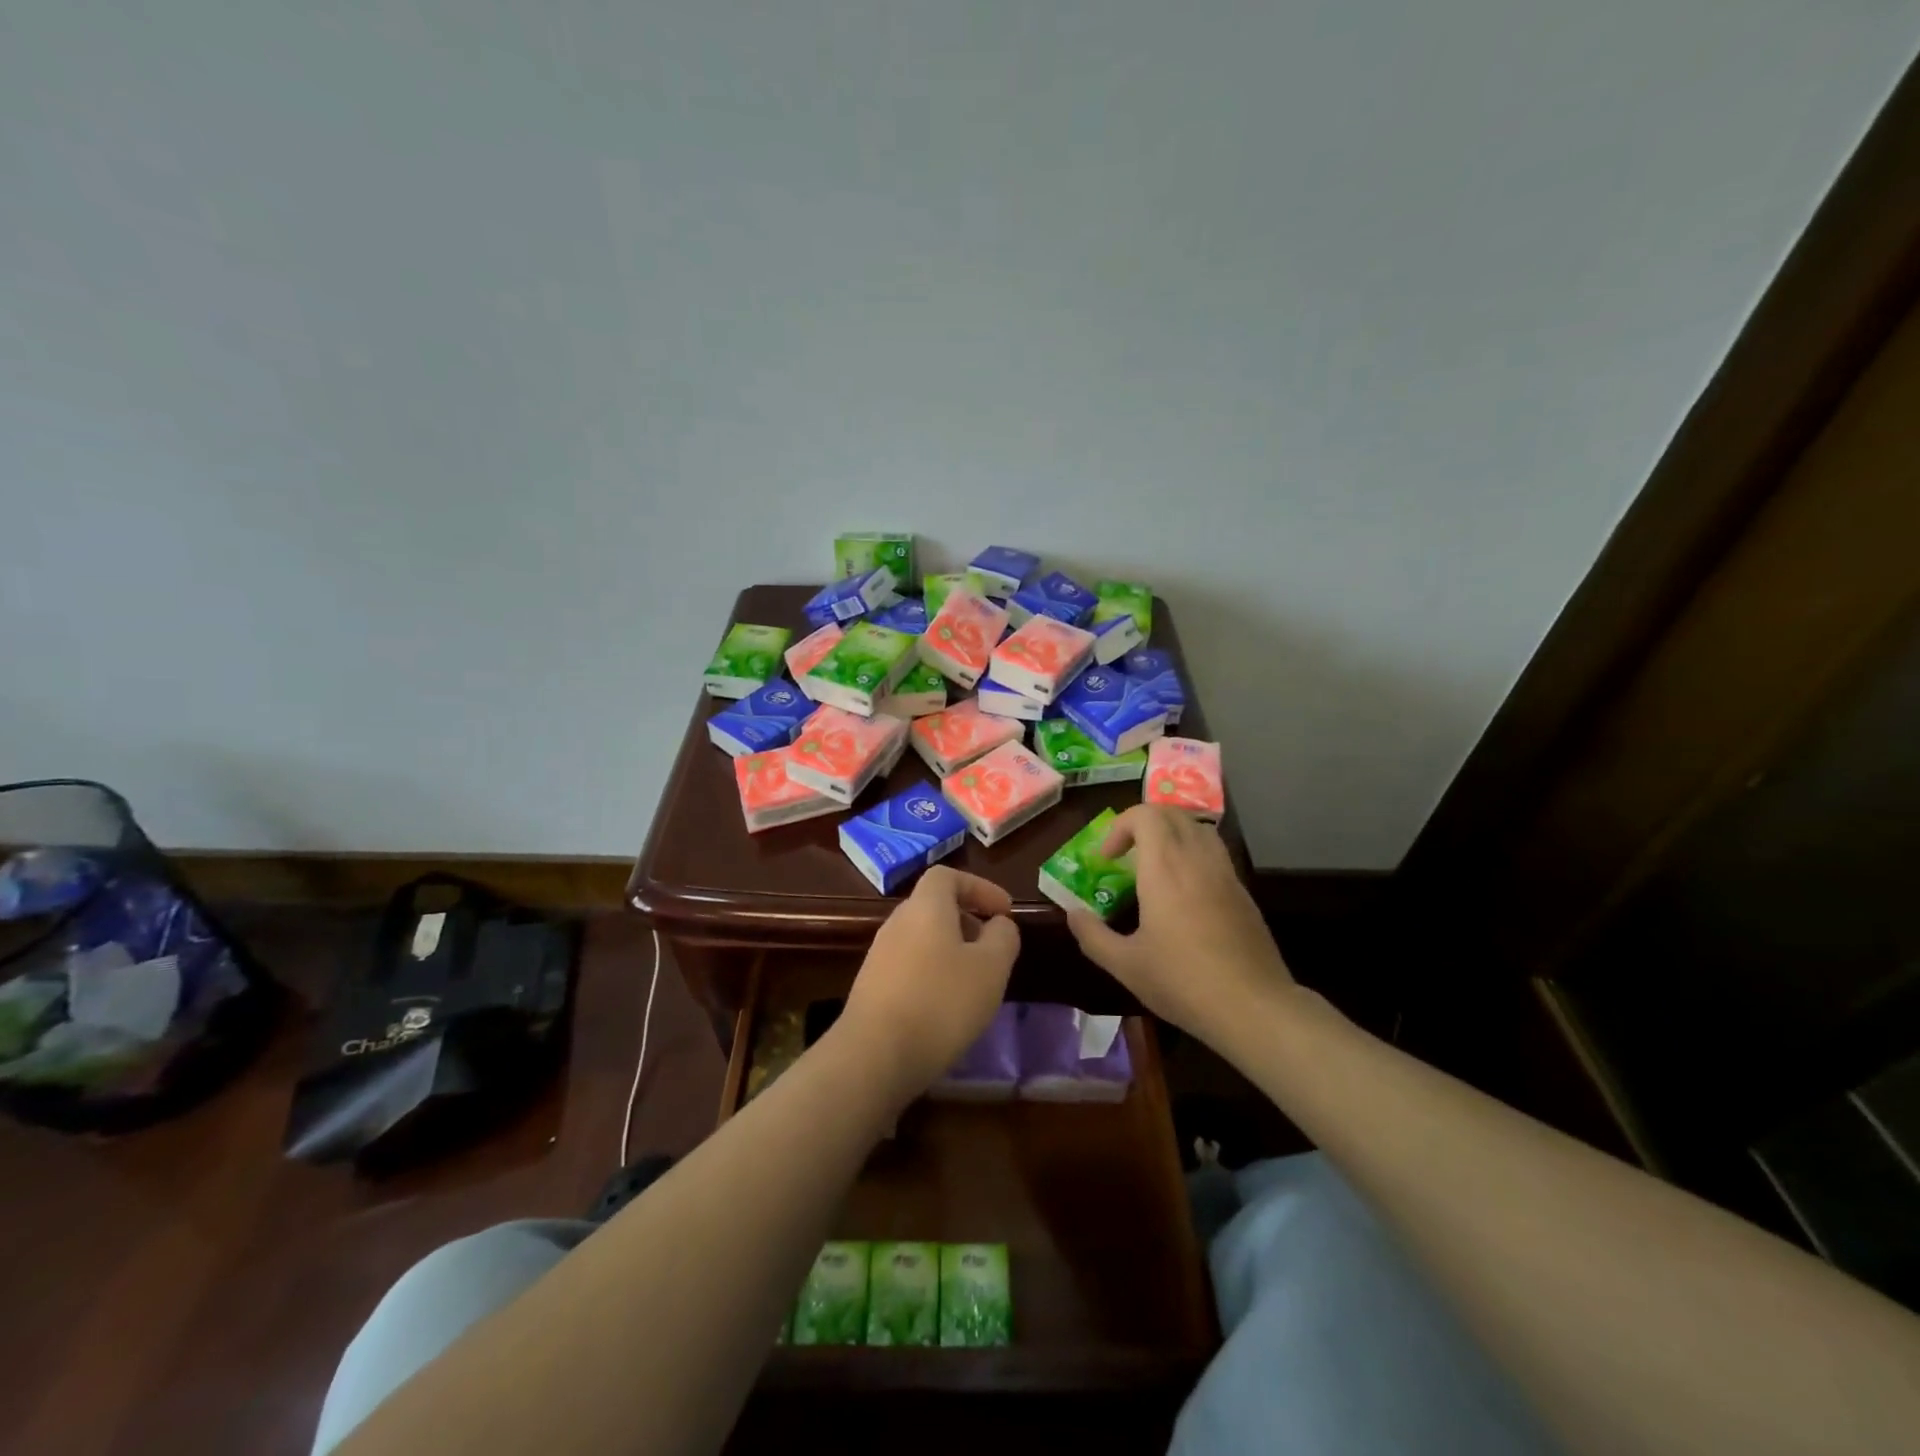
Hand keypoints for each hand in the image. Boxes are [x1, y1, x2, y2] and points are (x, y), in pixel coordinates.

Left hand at [839, 867, 1019, 1096]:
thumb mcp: (991, 968)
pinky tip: (946, 1006)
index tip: (1004, 911)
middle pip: (934, 906)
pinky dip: (932, 973)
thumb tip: (999, 924)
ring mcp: (879, 954)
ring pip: (922, 938)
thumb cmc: (941, 1002)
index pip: (948, 876)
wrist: (875, 1054)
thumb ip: (1003, 937)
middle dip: (967, 920)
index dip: (979, 887)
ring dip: (950, 949)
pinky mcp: (871, 986)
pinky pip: (909, 965)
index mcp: (926, 907)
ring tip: (974, 981)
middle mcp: (897, 922)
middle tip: (992, 947)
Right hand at [1067, 806, 1294, 1037]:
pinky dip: (1193, 854)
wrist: (1253, 1007)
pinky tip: (1185, 892)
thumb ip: (1093, 935)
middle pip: (1172, 813)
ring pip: (1198, 828)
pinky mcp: (1243, 892)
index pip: (1145, 815)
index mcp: (1165, 868)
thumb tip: (1073, 914)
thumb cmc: (1182, 981)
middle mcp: (1197, 859)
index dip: (1120, 826)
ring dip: (1171, 834)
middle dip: (1143, 823)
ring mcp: (1225, 873)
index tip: (1107, 858)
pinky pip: (1215, 853)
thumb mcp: (1125, 965)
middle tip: (1126, 854)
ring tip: (1155, 865)